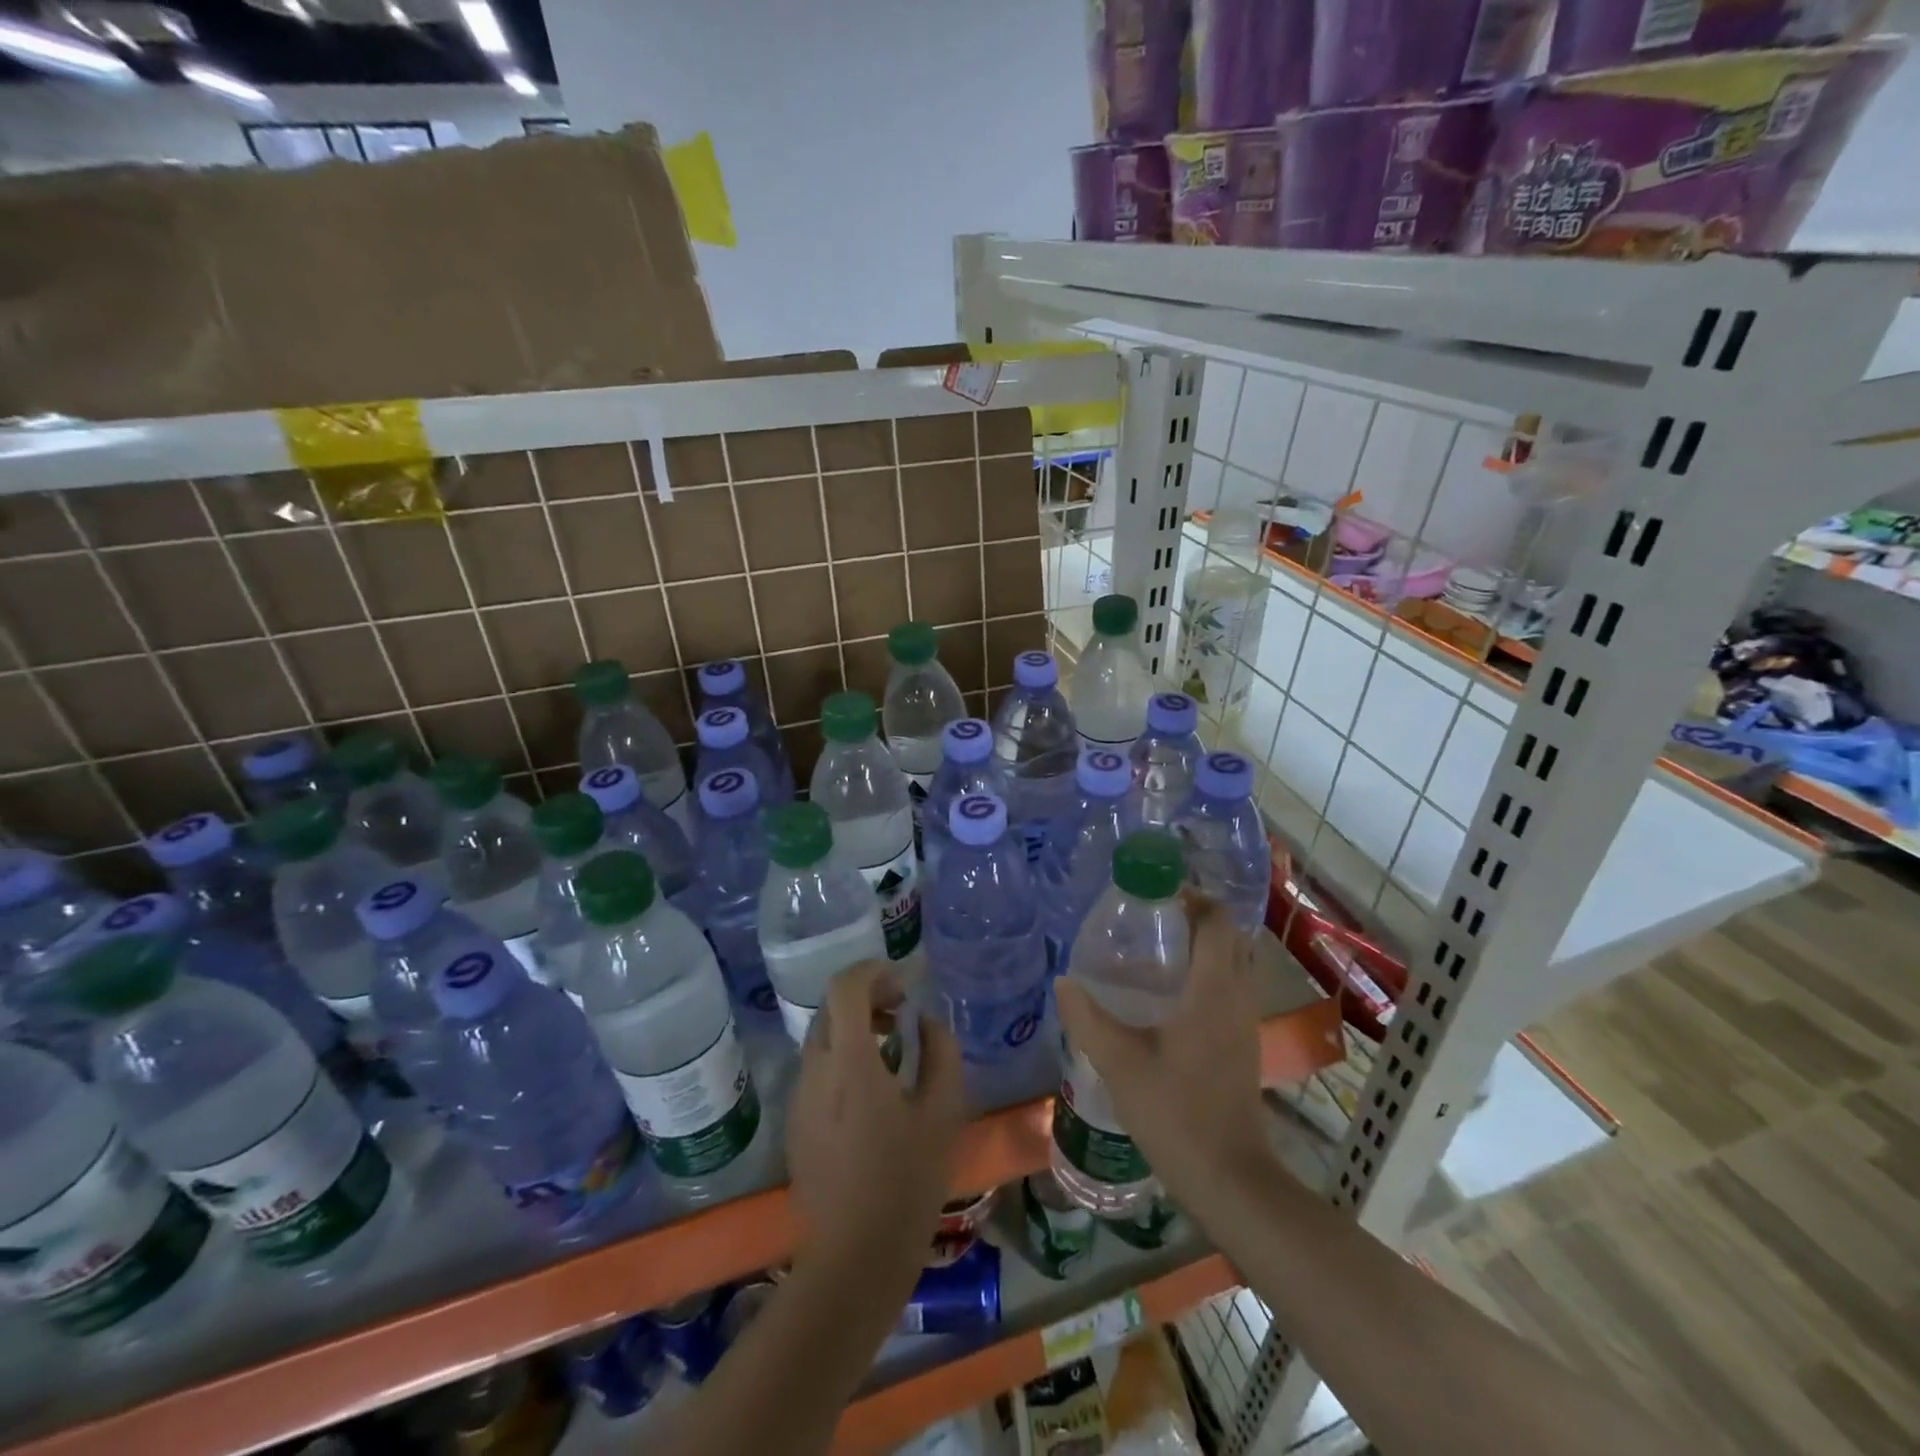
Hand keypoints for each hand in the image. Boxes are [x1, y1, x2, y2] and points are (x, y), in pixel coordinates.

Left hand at [786, 962, 965, 1281]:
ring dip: (855, 1028)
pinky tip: (872, 1091)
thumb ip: (940, 1053)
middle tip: (902, 1012)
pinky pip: (817, 1071)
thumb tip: (925, 1022)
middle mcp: (815, 1071)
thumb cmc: (907, 1183)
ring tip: (893, 1048)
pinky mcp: (795, 1124)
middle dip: (866, 998)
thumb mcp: (942, 1113)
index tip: (902, 983)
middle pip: (831, 1009)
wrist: (853, 1259)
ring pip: (822, 1039)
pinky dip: (843, 1058)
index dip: (872, 971)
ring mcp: (799, 1099)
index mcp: (850, 1063)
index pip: (845, 988)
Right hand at [1055, 893, 1268, 1197]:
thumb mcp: (1120, 1063)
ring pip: (1234, 962)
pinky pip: (1231, 987)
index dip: (1191, 897)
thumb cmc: (1176, 1114)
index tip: (1154, 892)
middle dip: (1196, 916)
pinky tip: (1168, 995)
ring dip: (1204, 944)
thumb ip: (1088, 1018)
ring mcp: (1245, 1021)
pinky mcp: (1243, 1043)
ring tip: (1156, 949)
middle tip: (1151, 917)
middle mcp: (1237, 996)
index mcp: (1212, 990)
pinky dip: (1208, 972)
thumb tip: (1064, 981)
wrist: (1230, 1179)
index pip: (1216, 921)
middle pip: (1229, 935)